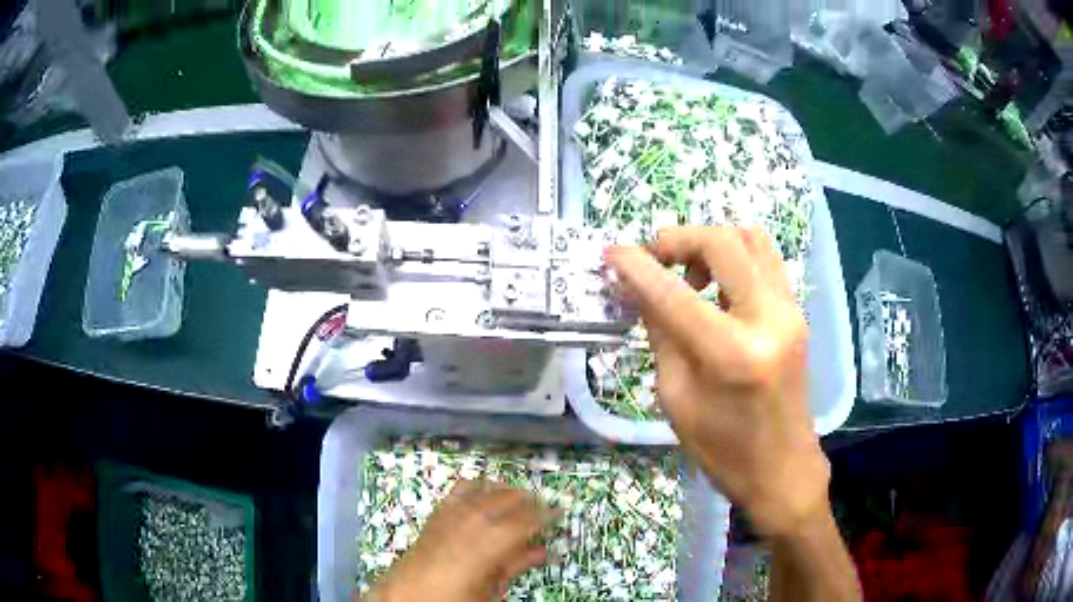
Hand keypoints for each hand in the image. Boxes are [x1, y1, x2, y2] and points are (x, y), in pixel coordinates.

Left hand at [363, 479, 555, 601]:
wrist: (407, 597)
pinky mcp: (436, 516)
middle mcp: (468, 523)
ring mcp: (449, 517)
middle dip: (528, 500)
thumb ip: (516, 566)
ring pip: (483, 492)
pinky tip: (484, 489)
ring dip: (504, 491)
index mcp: (486, 545)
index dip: (545, 515)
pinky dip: (476, 487)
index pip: (523, 522)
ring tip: (520, 495)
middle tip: (545, 504)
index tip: (561, 511)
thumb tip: (543, 551)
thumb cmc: (453, 598)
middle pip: (504, 501)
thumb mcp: (491, 589)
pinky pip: (458, 492)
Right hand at [606, 226, 829, 537]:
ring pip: (750, 239)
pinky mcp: (796, 312)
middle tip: (653, 257)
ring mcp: (790, 312)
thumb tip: (639, 288)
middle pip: (723, 243)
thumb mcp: (676, 398)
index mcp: (733, 355)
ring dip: (710, 243)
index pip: (675, 294)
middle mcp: (769, 320)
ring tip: (687, 272)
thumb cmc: (723, 449)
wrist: (782, 468)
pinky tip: (714, 284)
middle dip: (678, 239)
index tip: (612, 253)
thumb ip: (661, 334)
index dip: (638, 267)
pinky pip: (764, 260)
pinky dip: (733, 256)